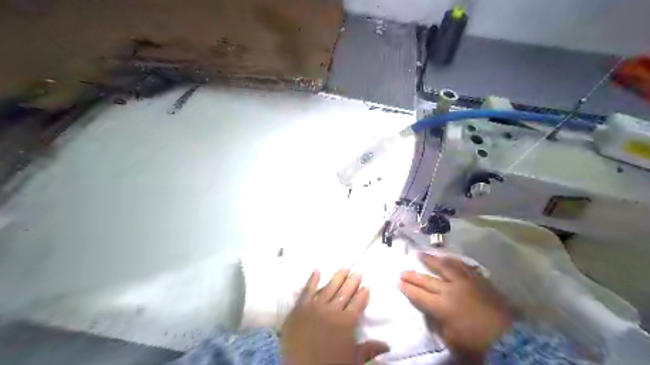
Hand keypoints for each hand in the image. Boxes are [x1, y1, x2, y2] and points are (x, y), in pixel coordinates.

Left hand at [282, 269, 387, 363]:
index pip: (357, 304)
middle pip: (345, 293)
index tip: (367, 285)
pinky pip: (307, 290)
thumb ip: (369, 349)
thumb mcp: (353, 360)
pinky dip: (312, 280)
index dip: (363, 294)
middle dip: (352, 282)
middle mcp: (332, 310)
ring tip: (344, 268)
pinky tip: (317, 270)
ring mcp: (315, 307)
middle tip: (357, 272)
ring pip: (329, 288)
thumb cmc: (329, 364)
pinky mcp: (300, 307)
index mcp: (346, 322)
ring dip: (337, 277)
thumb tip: (388, 345)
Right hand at [396, 255, 511, 363]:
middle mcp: (450, 290)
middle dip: (413, 275)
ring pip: (444, 266)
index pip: (419, 295)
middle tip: (402, 271)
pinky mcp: (478, 279)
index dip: (407, 289)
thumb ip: (438, 323)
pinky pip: (462, 266)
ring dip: (430, 260)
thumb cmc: (477, 343)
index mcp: (442, 306)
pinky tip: (448, 257)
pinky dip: (453, 261)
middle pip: (427, 280)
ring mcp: (465, 282)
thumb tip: (432, 313)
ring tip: (420, 254)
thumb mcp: (452, 339)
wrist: (509, 337)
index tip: (398, 282)